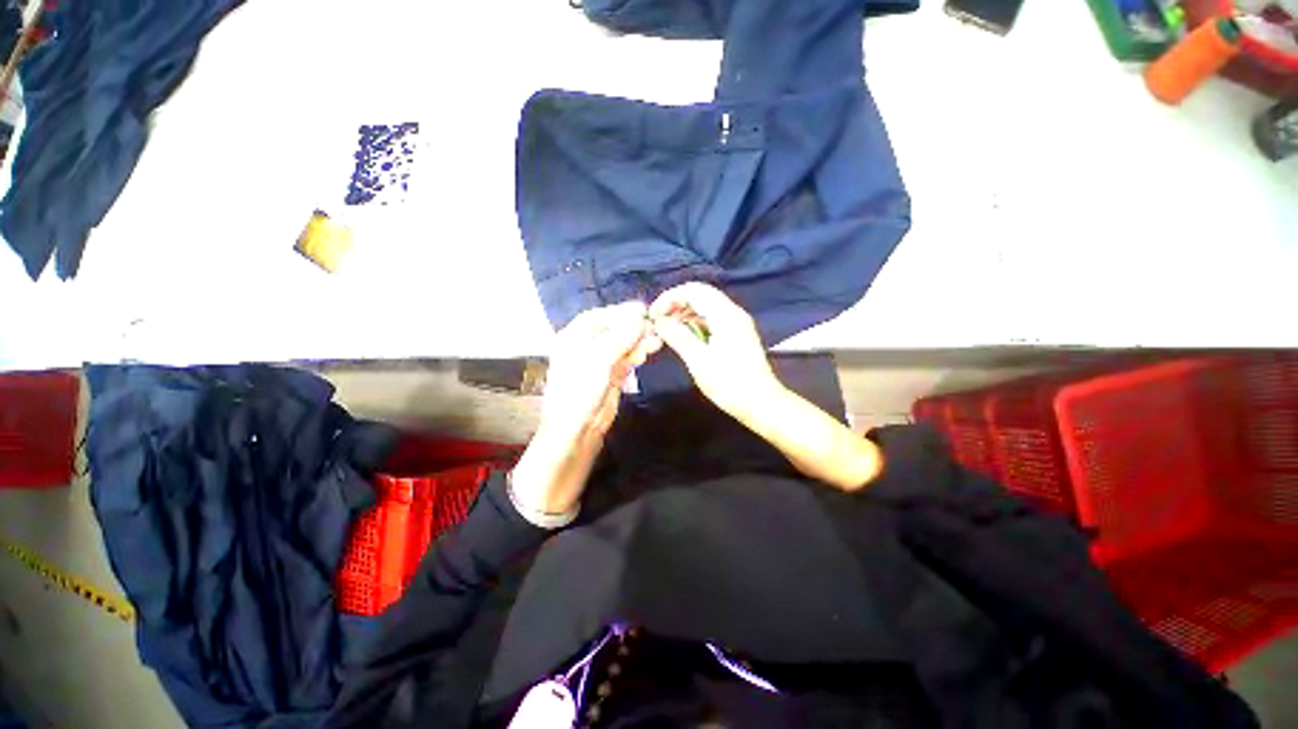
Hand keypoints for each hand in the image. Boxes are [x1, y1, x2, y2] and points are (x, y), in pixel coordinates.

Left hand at [512, 302, 660, 517]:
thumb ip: (620, 338)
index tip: (641, 310)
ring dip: (638, 340)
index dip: (619, 312)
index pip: (597, 317)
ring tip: (657, 337)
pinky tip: (650, 349)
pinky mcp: (611, 377)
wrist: (576, 430)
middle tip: (653, 324)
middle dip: (632, 327)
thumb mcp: (599, 360)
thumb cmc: (580, 390)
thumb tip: (639, 318)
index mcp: (573, 339)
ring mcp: (599, 363)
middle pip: (612, 330)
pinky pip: (626, 360)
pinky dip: (637, 354)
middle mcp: (585, 347)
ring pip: (621, 345)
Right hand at [649, 283, 779, 419]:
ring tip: (666, 330)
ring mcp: (736, 324)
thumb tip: (659, 321)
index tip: (653, 315)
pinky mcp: (736, 335)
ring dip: (684, 314)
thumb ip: (678, 336)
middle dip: (676, 304)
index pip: (694, 290)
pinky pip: (711, 320)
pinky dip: (695, 323)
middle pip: (700, 295)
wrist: (761, 404)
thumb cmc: (729, 383)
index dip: (670, 297)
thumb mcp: (698, 360)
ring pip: (706, 307)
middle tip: (657, 322)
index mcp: (725, 315)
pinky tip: (683, 337)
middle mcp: (732, 313)